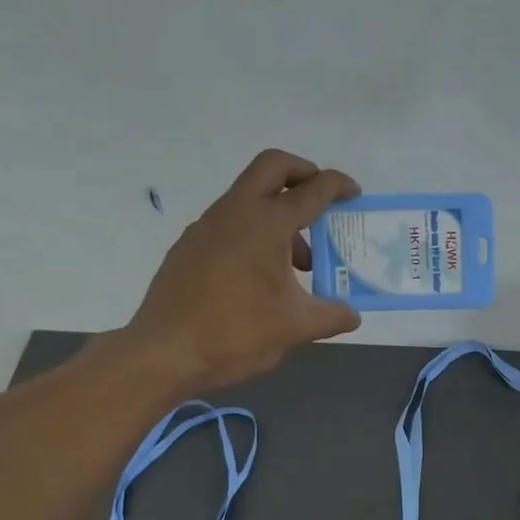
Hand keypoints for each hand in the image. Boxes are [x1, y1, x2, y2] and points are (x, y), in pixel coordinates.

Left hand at [123, 150, 361, 388]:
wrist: (165, 352)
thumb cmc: (236, 332)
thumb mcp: (295, 327)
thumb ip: (331, 316)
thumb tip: (352, 316)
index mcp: (266, 223)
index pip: (311, 190)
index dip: (338, 186)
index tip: (354, 194)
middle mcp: (235, 212)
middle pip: (273, 166)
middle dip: (303, 173)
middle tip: (322, 201)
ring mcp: (207, 226)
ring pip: (250, 197)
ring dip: (279, 213)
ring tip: (298, 263)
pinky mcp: (189, 246)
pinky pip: (230, 223)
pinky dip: (255, 233)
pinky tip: (261, 278)